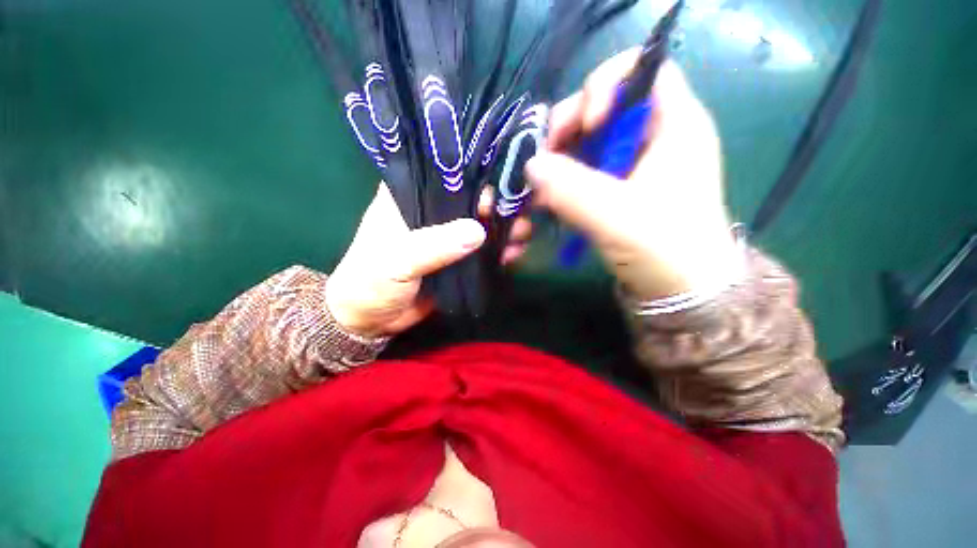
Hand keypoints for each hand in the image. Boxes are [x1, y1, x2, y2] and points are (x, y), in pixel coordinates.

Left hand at [326, 183, 530, 337]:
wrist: (371, 320)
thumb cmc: (371, 282)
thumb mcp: (397, 261)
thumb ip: (434, 246)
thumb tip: (478, 232)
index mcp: (407, 197)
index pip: (445, 176)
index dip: (475, 177)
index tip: (501, 185)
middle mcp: (430, 211)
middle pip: (470, 199)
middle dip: (498, 205)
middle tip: (522, 212)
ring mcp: (446, 236)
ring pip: (480, 224)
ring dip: (503, 228)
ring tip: (522, 235)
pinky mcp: (457, 258)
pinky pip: (482, 250)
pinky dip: (499, 250)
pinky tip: (514, 253)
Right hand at [526, 50, 742, 299]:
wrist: (681, 294)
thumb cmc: (665, 250)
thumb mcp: (616, 216)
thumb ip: (571, 188)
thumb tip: (530, 164)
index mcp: (673, 126)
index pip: (641, 71)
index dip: (605, 86)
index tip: (585, 125)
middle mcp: (650, 139)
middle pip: (599, 111)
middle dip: (563, 133)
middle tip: (539, 164)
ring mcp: (630, 168)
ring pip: (582, 149)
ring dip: (552, 171)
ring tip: (531, 200)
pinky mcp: (614, 193)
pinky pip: (579, 179)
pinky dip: (557, 193)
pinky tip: (539, 213)